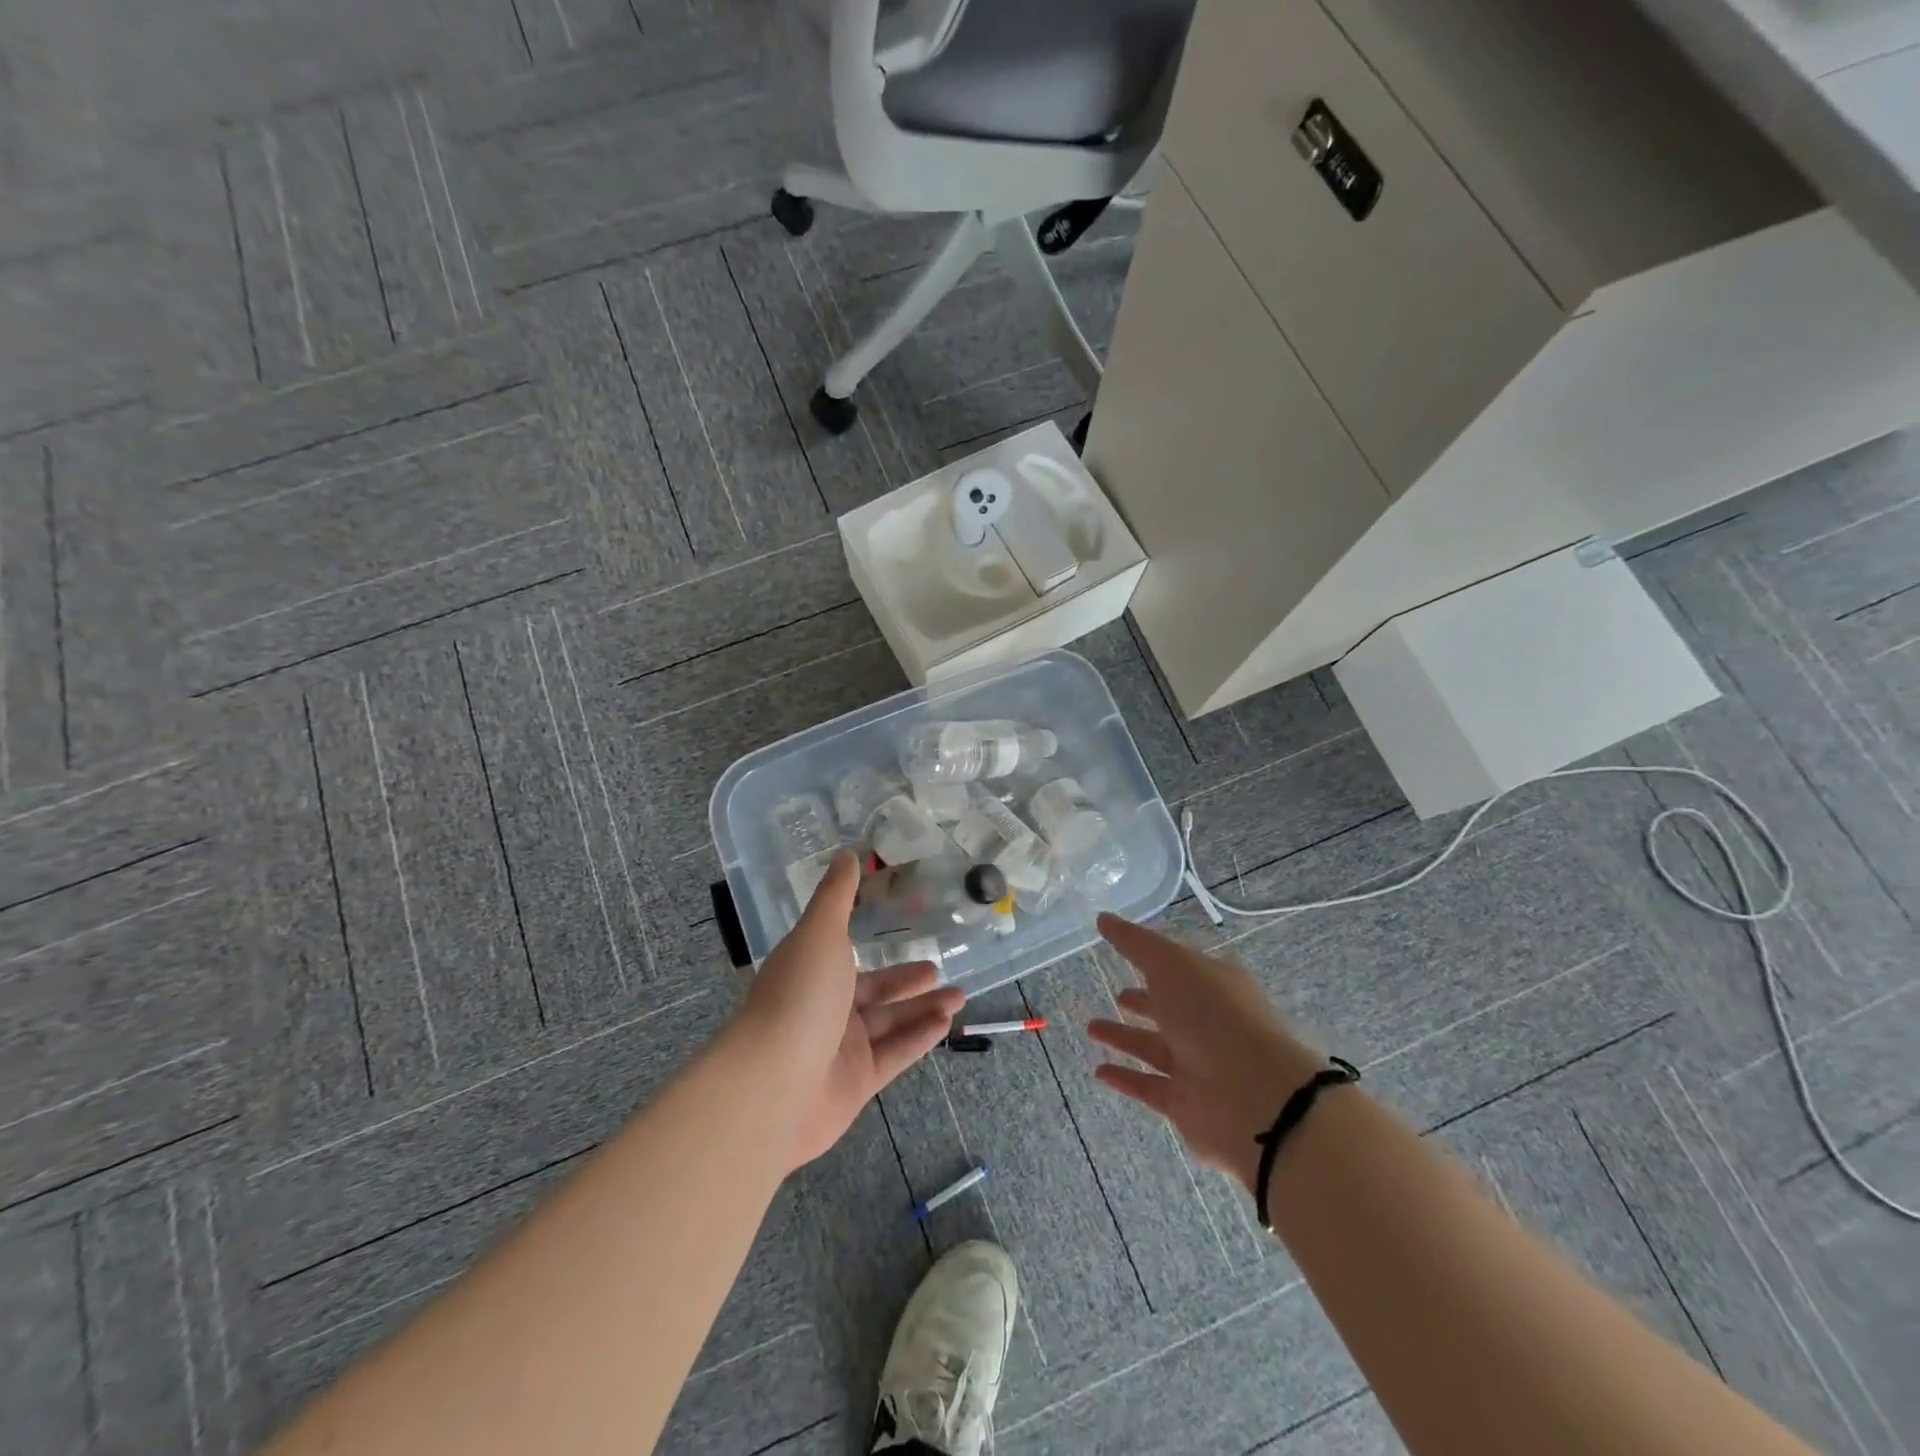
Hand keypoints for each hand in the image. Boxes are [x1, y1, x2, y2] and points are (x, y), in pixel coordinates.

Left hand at [739, 851, 964, 1168]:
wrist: (773, 1085)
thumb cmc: (798, 996)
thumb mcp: (820, 932)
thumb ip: (838, 895)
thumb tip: (846, 852)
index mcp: (810, 970)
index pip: (844, 953)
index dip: (874, 942)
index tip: (904, 927)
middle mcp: (823, 1008)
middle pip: (872, 991)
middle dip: (905, 980)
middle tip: (938, 968)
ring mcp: (840, 1049)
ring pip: (889, 1022)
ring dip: (923, 1007)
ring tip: (959, 994)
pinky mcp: (857, 1083)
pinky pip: (895, 1054)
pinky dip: (920, 1037)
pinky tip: (947, 1023)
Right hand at [1087, 914, 1322, 1190]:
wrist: (1254, 1096)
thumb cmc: (1212, 1014)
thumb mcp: (1170, 963)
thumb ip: (1134, 941)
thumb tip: (1103, 918)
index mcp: (1214, 984)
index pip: (1181, 968)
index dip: (1154, 960)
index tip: (1126, 953)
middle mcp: (1209, 1022)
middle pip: (1170, 1009)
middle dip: (1143, 1001)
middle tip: (1116, 994)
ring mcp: (1199, 1064)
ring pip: (1155, 1047)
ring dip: (1125, 1037)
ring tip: (1091, 1027)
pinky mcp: (1187, 1103)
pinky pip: (1150, 1086)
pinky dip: (1126, 1078)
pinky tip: (1100, 1070)